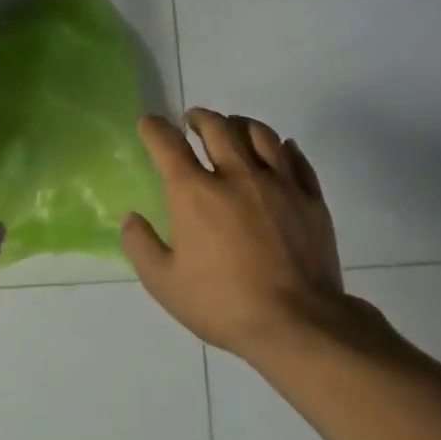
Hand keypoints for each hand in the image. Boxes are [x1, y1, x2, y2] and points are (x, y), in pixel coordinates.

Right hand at [121, 109, 350, 359]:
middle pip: (217, 127)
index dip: (154, 128)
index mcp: (194, 193)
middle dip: (199, 117)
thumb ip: (141, 246)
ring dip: (240, 124)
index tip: (149, 123)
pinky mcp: (310, 198)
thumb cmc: (222, 304)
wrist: (296, 322)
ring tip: (233, 128)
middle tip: (192, 121)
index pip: (167, 144)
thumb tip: (130, 218)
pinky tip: (280, 149)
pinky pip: (296, 159)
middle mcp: (237, 175)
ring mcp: (279, 183)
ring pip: (260, 134)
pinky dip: (282, 147)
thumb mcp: (164, 284)